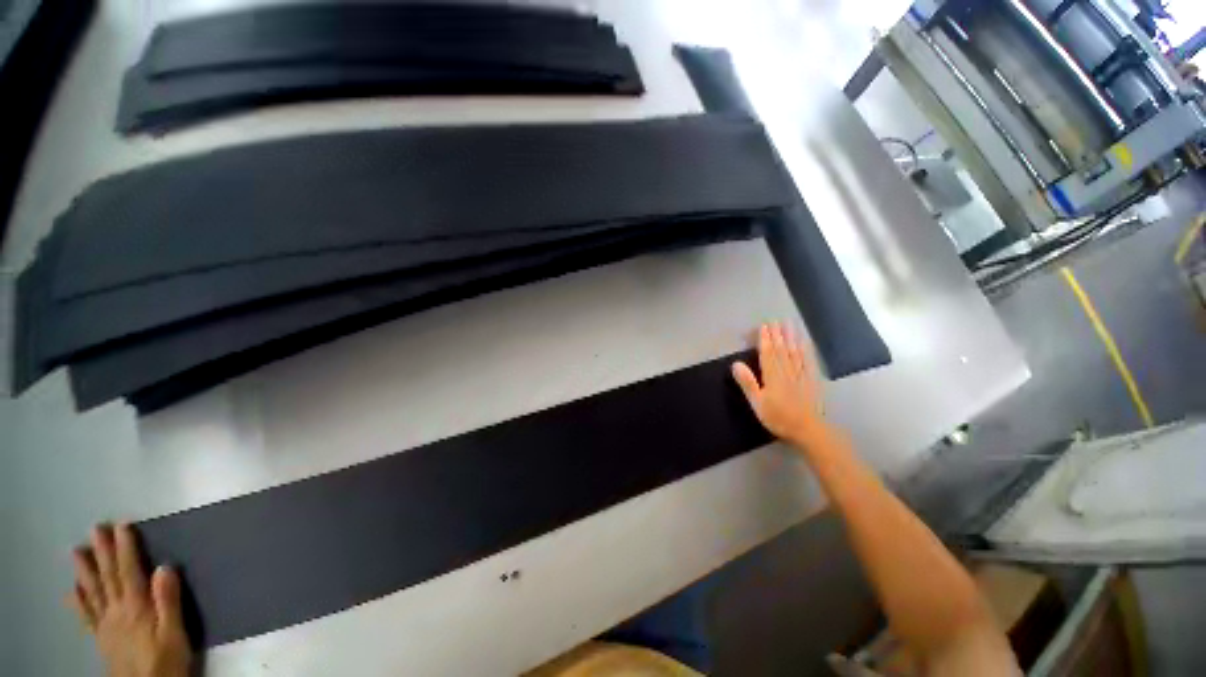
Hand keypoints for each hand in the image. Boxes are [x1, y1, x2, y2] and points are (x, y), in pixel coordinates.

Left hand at [68, 524, 191, 676]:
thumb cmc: (166, 659)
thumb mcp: (175, 634)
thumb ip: (169, 602)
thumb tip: (165, 567)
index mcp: (136, 607)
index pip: (130, 571)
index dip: (125, 548)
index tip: (122, 525)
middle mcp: (117, 611)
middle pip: (108, 578)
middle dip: (102, 552)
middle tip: (96, 528)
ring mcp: (106, 625)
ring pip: (93, 592)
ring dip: (85, 571)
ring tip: (77, 551)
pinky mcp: (102, 638)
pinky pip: (87, 616)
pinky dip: (78, 601)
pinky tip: (72, 590)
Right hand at [732, 322, 831, 450]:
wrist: (808, 429)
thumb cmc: (778, 417)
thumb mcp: (757, 403)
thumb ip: (747, 383)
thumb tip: (736, 364)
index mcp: (772, 376)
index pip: (767, 353)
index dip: (765, 339)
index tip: (763, 326)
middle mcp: (787, 371)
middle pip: (781, 349)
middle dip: (777, 334)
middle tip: (774, 320)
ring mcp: (801, 374)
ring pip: (795, 351)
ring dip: (791, 336)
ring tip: (789, 324)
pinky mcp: (811, 379)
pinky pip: (808, 360)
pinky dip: (805, 349)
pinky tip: (804, 342)